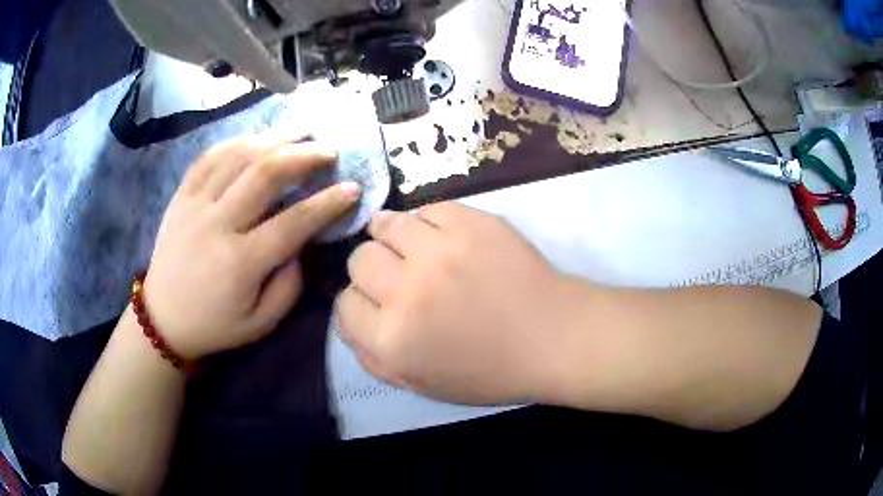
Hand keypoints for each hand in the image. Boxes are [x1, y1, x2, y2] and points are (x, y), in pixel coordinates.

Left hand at [144, 134, 360, 359]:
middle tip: (329, 149)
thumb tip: (302, 245)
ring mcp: (195, 205)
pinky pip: (209, 157)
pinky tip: (257, 136)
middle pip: (265, 174)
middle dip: (304, 155)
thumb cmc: (214, 325)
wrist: (162, 319)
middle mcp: (217, 225)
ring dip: (274, 138)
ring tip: (300, 131)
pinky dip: (237, 141)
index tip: (352, 187)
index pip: (293, 222)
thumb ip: (289, 286)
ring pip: (238, 156)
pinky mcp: (181, 196)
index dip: (328, 202)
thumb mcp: (260, 323)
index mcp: (240, 263)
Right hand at [336, 203, 580, 404]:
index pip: (344, 304)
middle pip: (359, 260)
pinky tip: (440, 236)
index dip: (358, 303)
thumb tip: (347, 317)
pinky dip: (427, 222)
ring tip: (408, 244)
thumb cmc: (490, 371)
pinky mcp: (469, 222)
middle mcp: (406, 291)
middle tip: (396, 275)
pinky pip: (426, 209)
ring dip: (389, 235)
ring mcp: (438, 250)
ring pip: (384, 225)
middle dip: (370, 269)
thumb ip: (371, 357)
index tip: (376, 303)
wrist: (552, 338)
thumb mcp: (420, 383)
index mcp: (393, 340)